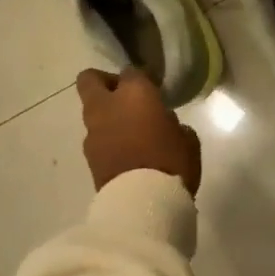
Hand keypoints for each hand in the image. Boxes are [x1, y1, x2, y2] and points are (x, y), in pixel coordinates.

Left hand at [77, 68, 202, 193]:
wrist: (142, 204)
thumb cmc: (171, 163)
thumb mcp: (187, 139)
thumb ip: (172, 123)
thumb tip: (163, 123)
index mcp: (135, 93)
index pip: (132, 72)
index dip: (142, 79)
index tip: (154, 89)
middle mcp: (107, 106)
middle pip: (91, 79)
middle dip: (104, 82)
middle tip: (125, 97)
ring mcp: (93, 131)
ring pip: (92, 110)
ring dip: (106, 115)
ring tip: (128, 131)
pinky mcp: (88, 156)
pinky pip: (95, 137)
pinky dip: (106, 138)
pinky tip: (124, 152)